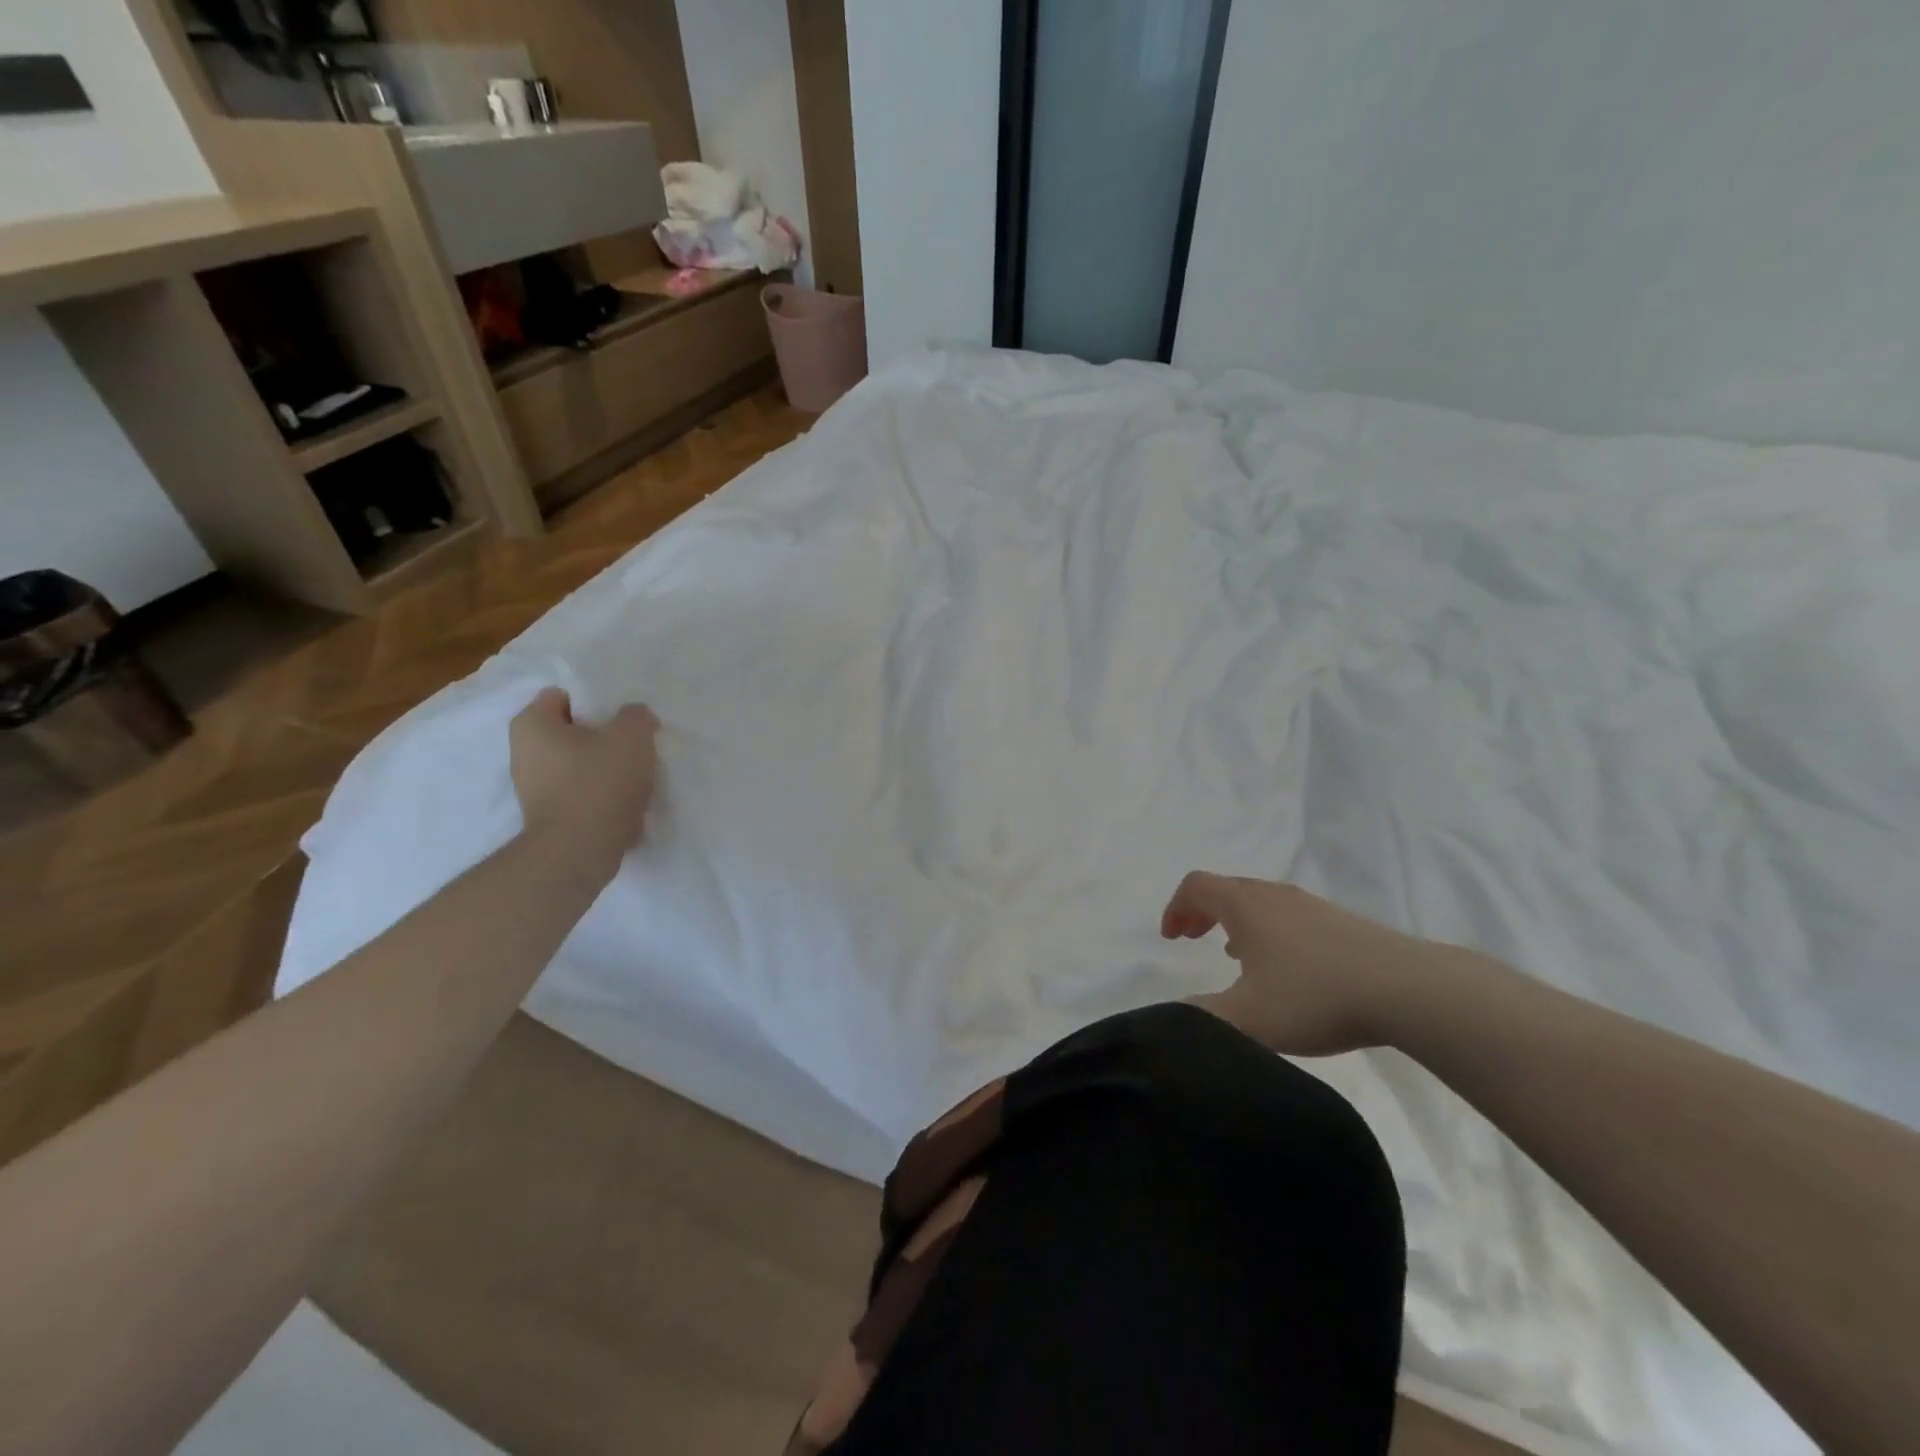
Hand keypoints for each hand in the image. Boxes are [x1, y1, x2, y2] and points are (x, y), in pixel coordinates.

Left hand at [510, 688, 659, 860]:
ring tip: (633, 777)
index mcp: (532, 724)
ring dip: (602, 768)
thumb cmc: (600, 782)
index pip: (562, 696)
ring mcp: (531, 788)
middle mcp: (523, 752)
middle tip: (632, 746)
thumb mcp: (632, 736)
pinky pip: (578, 793)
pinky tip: (623, 803)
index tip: (621, 720)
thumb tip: (633, 718)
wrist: (580, 851)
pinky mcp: (547, 816)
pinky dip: (598, 795)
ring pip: (576, 764)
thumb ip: (636, 715)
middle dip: (600, 737)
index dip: (596, 703)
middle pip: (570, 732)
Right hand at [1161, 873, 1445, 1055]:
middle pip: (1225, 888)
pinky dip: (1267, 929)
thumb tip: (1175, 1015)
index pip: (1196, 886)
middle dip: (1201, 910)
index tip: (1172, 938)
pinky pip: (1287, 914)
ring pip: (1259, 900)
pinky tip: (1284, 968)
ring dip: (1235, 920)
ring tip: (1235, 954)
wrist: (1407, 989)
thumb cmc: (1314, 996)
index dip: (1175, 907)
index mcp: (1244, 906)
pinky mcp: (1340, 922)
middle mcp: (1274, 895)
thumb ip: (1201, 1017)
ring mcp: (1310, 905)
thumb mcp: (1247, 1018)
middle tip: (1193, 938)